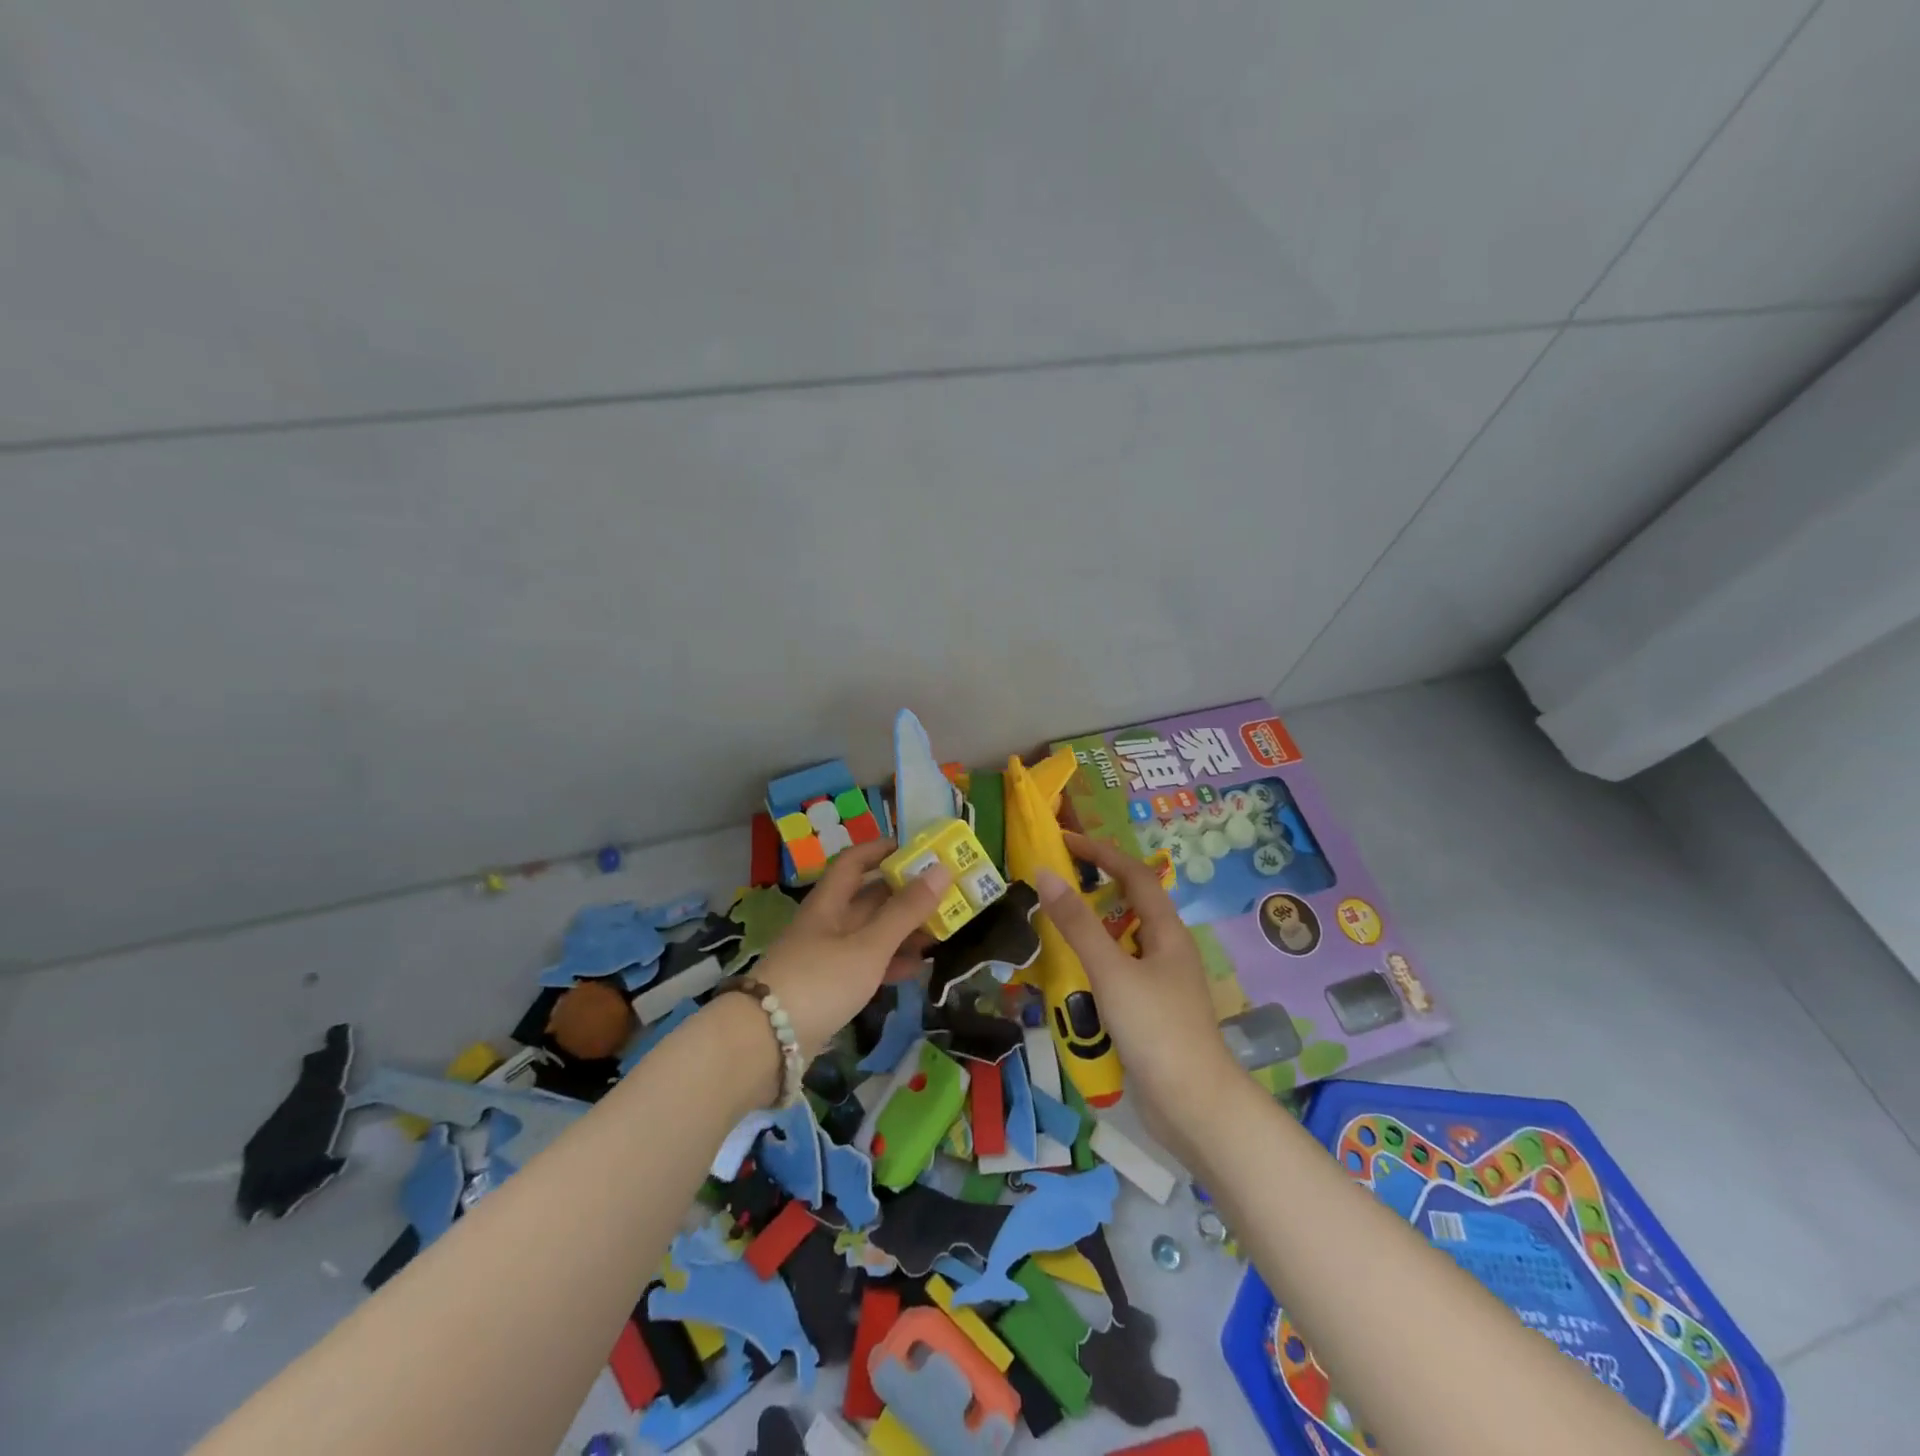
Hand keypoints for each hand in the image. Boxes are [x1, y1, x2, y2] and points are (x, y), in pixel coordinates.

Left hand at [750, 840, 950, 1060]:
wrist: (765, 1043)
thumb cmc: (820, 981)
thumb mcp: (868, 945)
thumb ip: (905, 911)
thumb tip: (942, 869)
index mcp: (828, 902)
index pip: (853, 862)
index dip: (882, 850)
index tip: (916, 849)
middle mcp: (826, 923)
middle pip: (867, 898)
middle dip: (903, 894)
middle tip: (942, 894)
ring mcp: (825, 957)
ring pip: (870, 933)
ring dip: (902, 931)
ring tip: (939, 932)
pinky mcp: (828, 988)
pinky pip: (866, 965)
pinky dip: (891, 962)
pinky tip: (917, 968)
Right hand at [1034, 833, 1242, 1155]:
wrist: (1194, 1107)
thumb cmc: (1157, 1029)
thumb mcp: (1112, 971)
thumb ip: (1078, 925)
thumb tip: (1046, 874)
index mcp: (1166, 932)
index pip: (1134, 875)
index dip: (1101, 853)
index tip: (1064, 842)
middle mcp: (1166, 951)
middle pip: (1128, 906)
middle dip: (1093, 890)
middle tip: (1052, 885)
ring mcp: (1159, 984)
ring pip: (1120, 943)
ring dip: (1089, 932)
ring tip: (1050, 929)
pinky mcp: (1149, 1013)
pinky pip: (1115, 975)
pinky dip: (1091, 968)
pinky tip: (1067, 981)